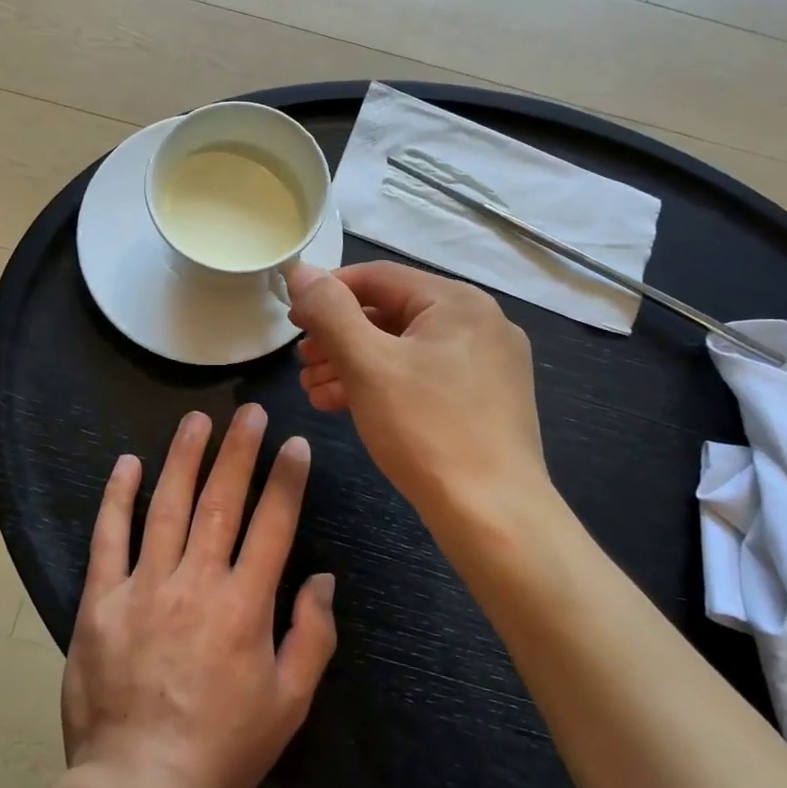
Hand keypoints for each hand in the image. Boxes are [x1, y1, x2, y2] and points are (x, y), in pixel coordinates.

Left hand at [61, 405, 337, 787]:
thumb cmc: (221, 749)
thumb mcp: (288, 704)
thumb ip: (312, 636)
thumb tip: (323, 578)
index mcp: (245, 605)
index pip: (273, 524)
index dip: (286, 479)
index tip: (294, 443)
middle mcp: (196, 582)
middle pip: (222, 501)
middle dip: (239, 450)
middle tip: (250, 411)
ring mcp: (144, 586)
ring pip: (167, 506)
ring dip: (184, 457)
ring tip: (197, 419)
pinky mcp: (100, 600)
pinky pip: (109, 538)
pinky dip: (117, 497)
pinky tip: (127, 463)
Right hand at [288, 261, 551, 530]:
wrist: (493, 516)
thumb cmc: (426, 430)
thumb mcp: (367, 364)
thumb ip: (330, 311)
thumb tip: (301, 271)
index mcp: (458, 301)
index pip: (378, 277)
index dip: (327, 293)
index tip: (292, 320)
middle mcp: (479, 322)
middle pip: (391, 313)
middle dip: (339, 337)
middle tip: (302, 362)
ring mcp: (487, 363)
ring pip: (405, 349)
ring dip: (354, 364)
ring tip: (314, 389)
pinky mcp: (485, 400)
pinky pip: (424, 376)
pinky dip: (383, 385)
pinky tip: (345, 405)